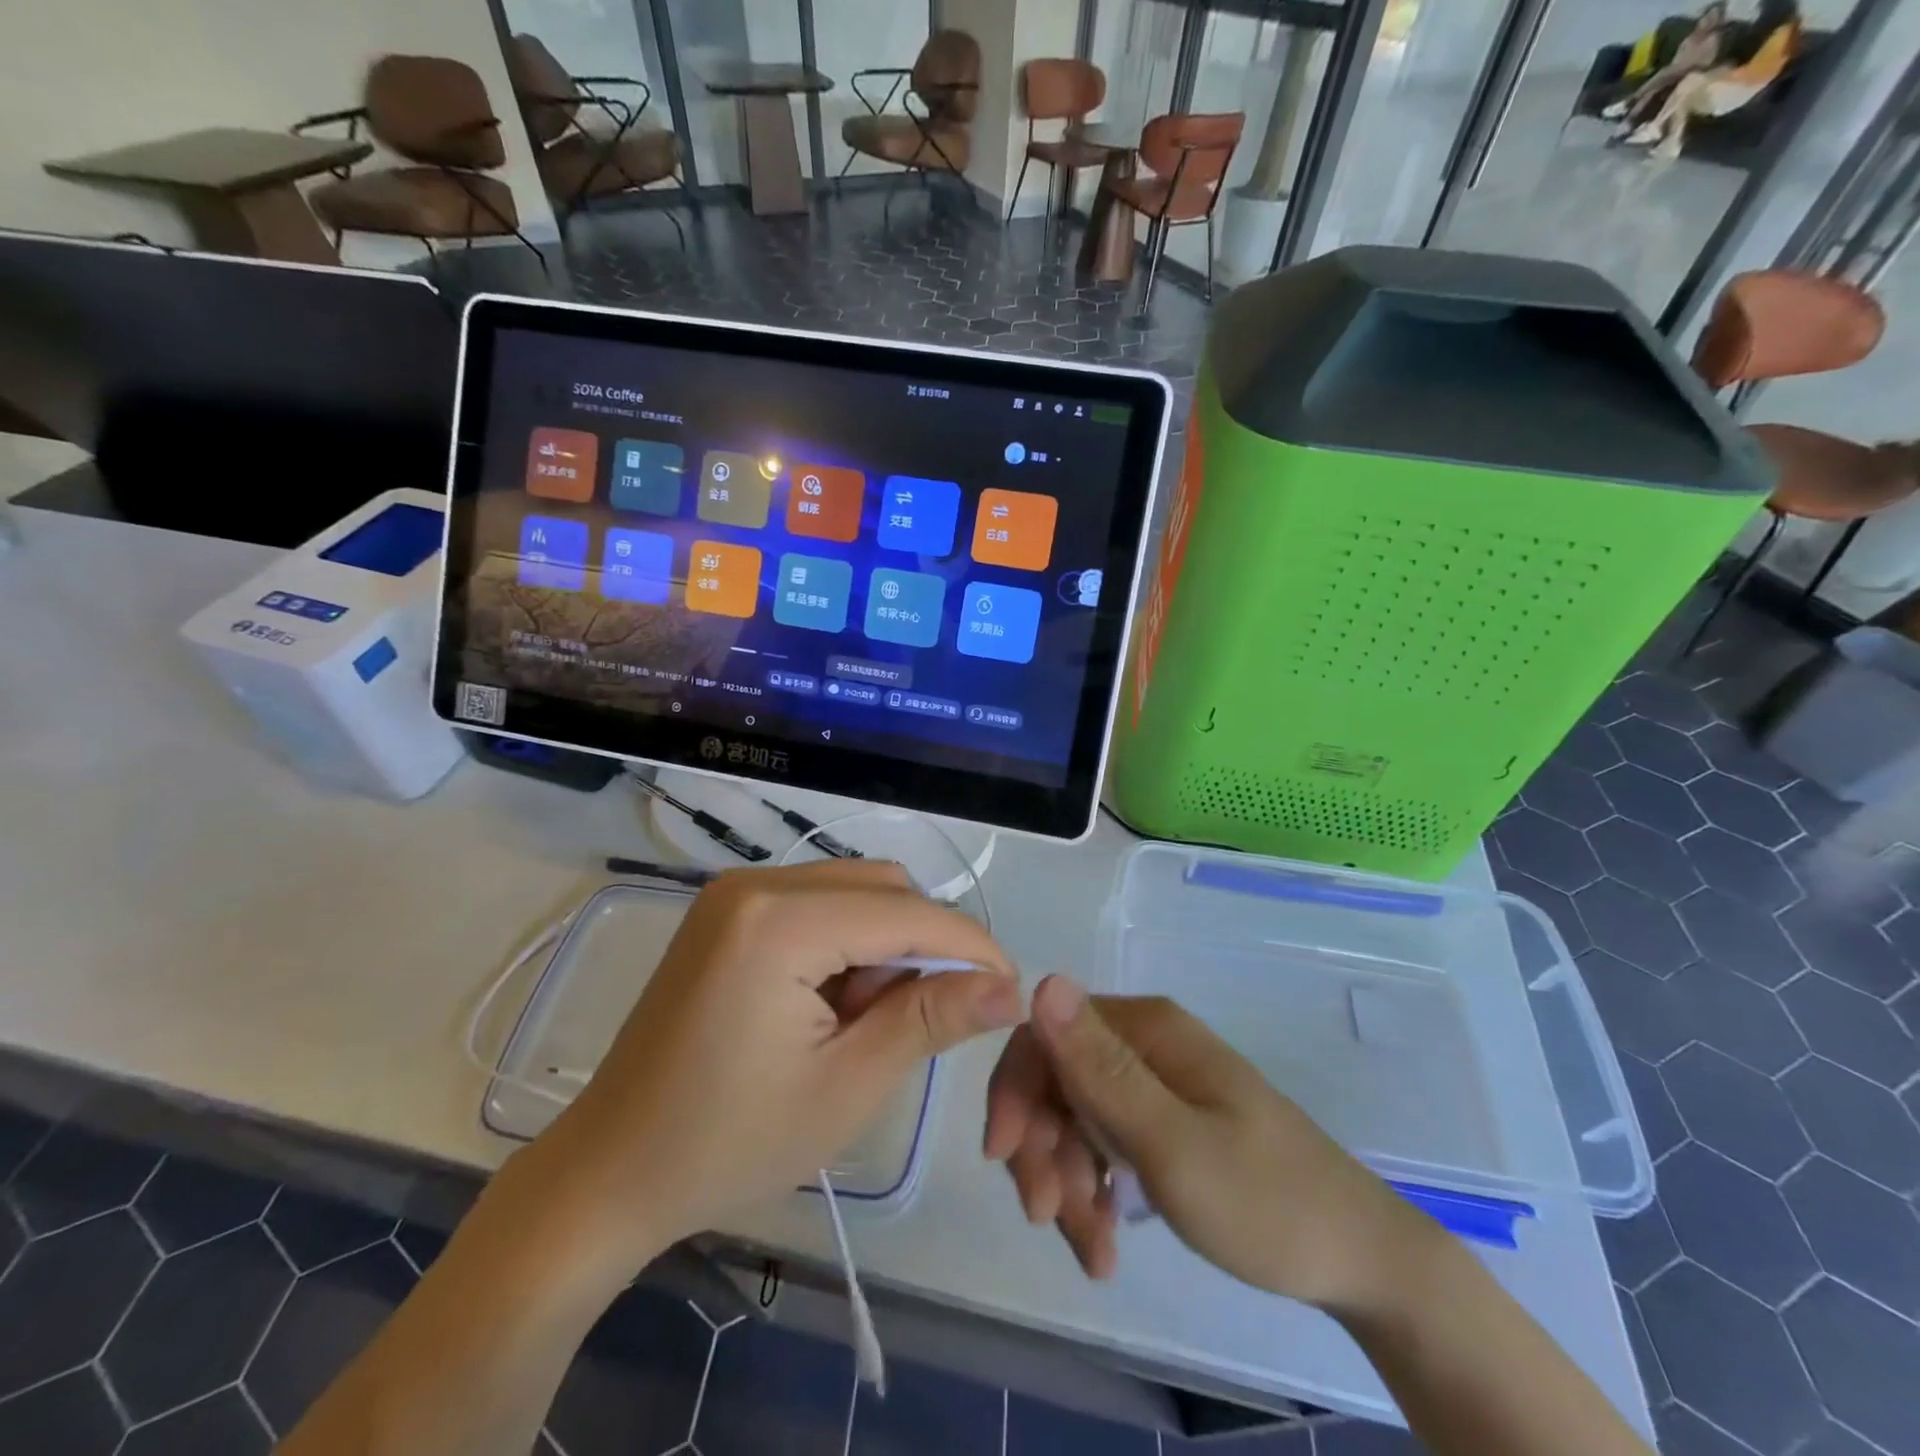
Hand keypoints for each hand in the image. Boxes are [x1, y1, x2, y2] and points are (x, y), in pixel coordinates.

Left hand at [526, 860, 1020, 1269]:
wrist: (610, 1172)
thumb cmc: (729, 1143)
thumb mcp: (848, 1086)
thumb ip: (932, 1019)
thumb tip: (1009, 987)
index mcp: (780, 921)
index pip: (907, 913)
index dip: (970, 946)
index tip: (1012, 989)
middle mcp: (757, 882)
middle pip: (882, 887)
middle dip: (922, 945)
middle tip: (920, 1020)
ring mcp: (736, 891)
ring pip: (853, 890)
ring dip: (884, 944)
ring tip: (863, 1020)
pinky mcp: (728, 910)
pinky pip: (817, 902)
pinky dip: (846, 942)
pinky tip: (831, 1002)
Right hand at [984, 974, 1433, 1313]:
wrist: (1360, 1261)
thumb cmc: (1267, 1203)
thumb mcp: (1173, 1144)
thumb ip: (1102, 1070)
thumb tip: (1042, 981)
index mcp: (1146, 1029)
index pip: (1047, 1034)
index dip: (1014, 1090)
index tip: (1003, 1158)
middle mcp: (1146, 1044)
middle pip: (1056, 1080)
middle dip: (1040, 1148)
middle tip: (1049, 1218)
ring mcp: (1156, 1084)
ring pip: (1074, 1119)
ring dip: (1065, 1181)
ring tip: (1093, 1253)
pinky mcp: (1165, 1122)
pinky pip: (1103, 1145)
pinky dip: (1091, 1192)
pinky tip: (1104, 1243)